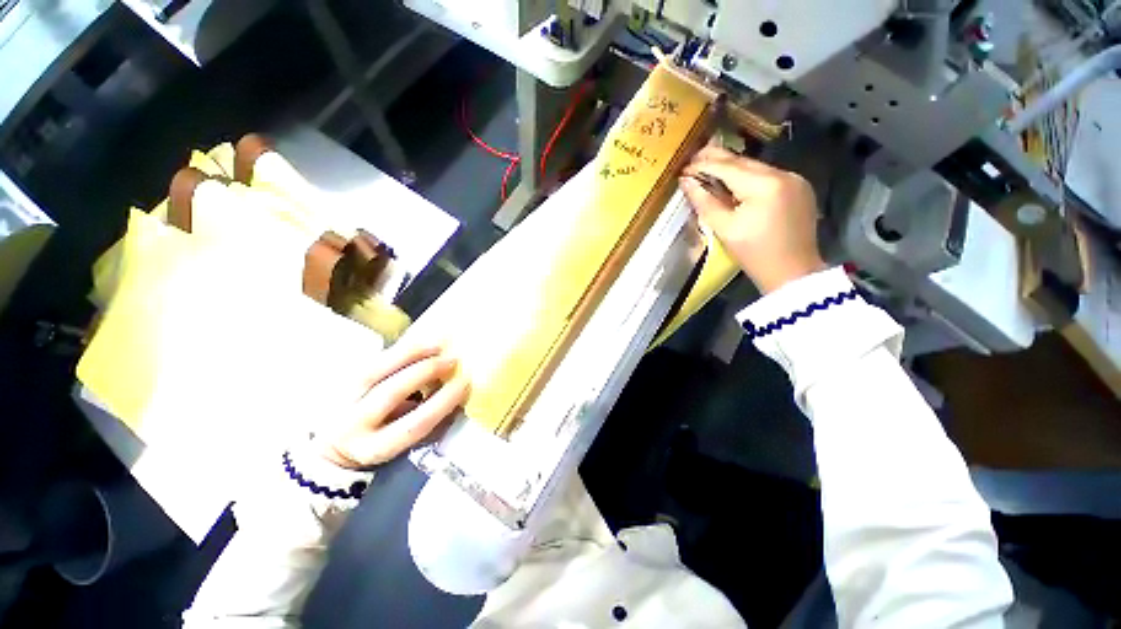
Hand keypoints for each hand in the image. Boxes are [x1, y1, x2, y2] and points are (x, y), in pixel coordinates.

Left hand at [315, 343, 469, 469]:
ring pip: (375, 371)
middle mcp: (354, 424)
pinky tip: (419, 341)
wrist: (331, 444)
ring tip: (437, 344)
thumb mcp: (403, 443)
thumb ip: (428, 424)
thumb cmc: (379, 443)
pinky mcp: (340, 380)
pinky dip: (398, 349)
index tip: (463, 385)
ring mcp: (342, 399)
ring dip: (410, 354)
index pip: (413, 425)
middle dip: (425, 373)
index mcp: (375, 447)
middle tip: (451, 361)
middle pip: (390, 393)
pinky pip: (371, 360)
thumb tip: (458, 401)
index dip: (441, 404)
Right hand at [681, 147, 825, 293]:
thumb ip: (704, 202)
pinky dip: (749, 178)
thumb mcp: (724, 229)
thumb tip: (686, 182)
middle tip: (694, 159)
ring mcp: (796, 180)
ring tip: (710, 169)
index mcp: (764, 185)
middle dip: (718, 160)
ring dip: (733, 168)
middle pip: (744, 162)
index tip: (684, 167)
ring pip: (756, 168)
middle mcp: (784, 174)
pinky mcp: (800, 188)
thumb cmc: (754, 254)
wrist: (792, 273)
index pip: (728, 167)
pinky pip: (768, 177)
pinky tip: (735, 183)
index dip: (704, 165)